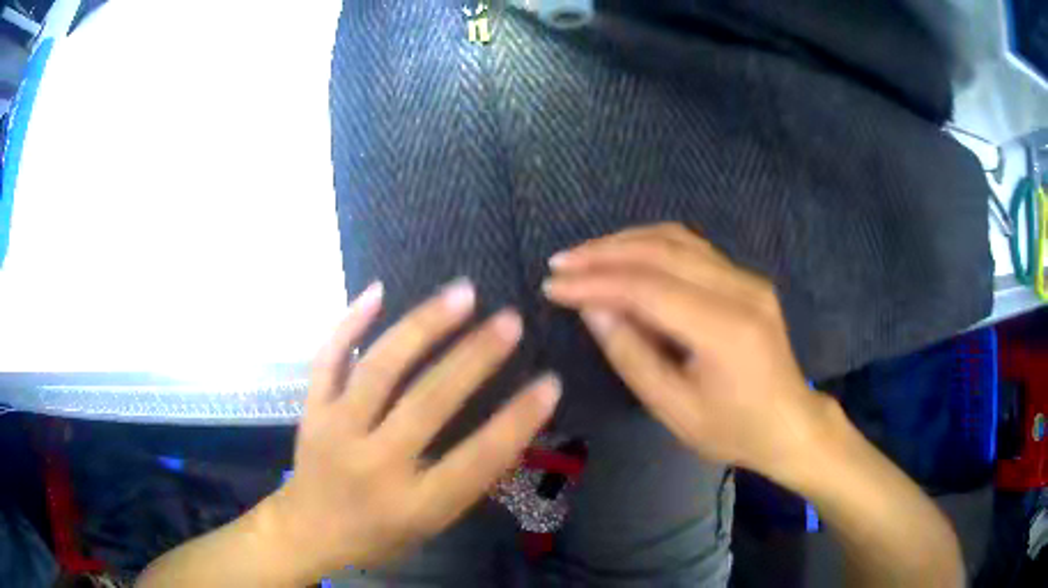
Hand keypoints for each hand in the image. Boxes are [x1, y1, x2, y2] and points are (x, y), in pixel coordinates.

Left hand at [261, 280, 559, 582]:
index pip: (476, 460)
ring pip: (379, 368)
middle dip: (475, 358)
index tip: (549, 382)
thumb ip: (464, 481)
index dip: (518, 420)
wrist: (308, 531)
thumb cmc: (378, 535)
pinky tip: (378, 290)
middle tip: (509, 321)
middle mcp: (374, 464)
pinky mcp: (311, 410)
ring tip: (462, 294)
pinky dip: (351, 321)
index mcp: (413, 505)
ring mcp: (336, 431)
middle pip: (428, 403)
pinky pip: (329, 357)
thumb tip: (506, 427)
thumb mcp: (431, 524)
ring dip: (424, 326)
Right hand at [543, 223, 829, 476]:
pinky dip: (651, 246)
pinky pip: (692, 248)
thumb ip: (632, 356)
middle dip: (604, 253)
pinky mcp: (746, 278)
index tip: (553, 285)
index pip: (648, 288)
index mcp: (725, 330)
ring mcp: (747, 278)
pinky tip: (626, 256)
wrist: (790, 423)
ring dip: (625, 242)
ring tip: (585, 256)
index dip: (596, 282)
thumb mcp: (675, 409)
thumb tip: (592, 309)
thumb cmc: (733, 430)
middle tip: (560, 263)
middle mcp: (740, 290)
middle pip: (662, 251)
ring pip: (677, 239)